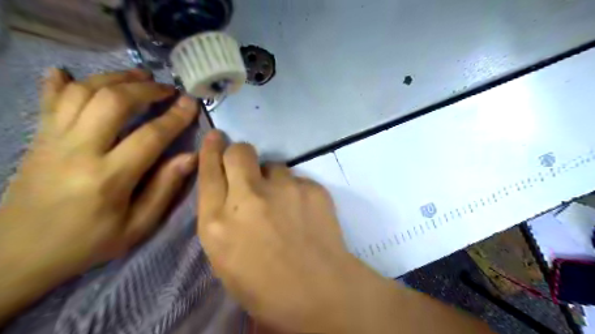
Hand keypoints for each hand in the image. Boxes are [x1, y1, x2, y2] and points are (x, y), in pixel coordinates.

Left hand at [0, 67, 199, 323]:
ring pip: (83, 93)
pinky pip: (49, 102)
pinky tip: (69, 72)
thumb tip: (191, 157)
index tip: (191, 103)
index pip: (150, 136)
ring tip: (139, 75)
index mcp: (109, 178)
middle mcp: (78, 151)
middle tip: (167, 89)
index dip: (174, 117)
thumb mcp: (137, 226)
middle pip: (113, 102)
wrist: (16, 255)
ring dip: (115, 78)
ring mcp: (53, 141)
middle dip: (145, 89)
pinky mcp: (38, 139)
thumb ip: (164, 188)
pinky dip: (61, 82)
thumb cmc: (87, 243)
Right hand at [197, 131, 495, 333]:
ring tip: (284, 203)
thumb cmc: (265, 287)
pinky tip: (304, 213)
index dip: (210, 151)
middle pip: (239, 152)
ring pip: (273, 165)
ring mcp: (283, 189)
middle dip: (239, 153)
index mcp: (218, 222)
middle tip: (247, 165)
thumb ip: (222, 220)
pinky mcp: (311, 188)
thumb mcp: (226, 259)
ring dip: (273, 179)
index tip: (215, 137)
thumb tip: (230, 193)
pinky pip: (298, 180)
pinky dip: (296, 191)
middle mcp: (248, 197)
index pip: (208, 172)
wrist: (318, 291)